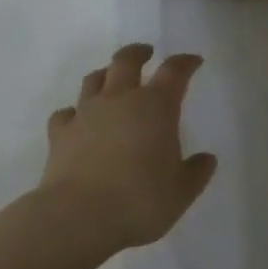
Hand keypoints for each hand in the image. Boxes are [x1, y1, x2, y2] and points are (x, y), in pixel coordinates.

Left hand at [40, 43, 217, 253]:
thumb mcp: (181, 192)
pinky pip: (66, 113)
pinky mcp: (60, 132)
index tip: (193, 61)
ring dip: (105, 74)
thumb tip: (207, 159)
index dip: (185, 63)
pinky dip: (74, 112)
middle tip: (146, 52)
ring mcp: (85, 113)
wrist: (79, 216)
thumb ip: (196, 172)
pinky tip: (77, 120)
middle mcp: (119, 99)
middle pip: (126, 61)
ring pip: (94, 80)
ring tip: (111, 78)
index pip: (174, 72)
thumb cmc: (140, 201)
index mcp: (155, 107)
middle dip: (138, 53)